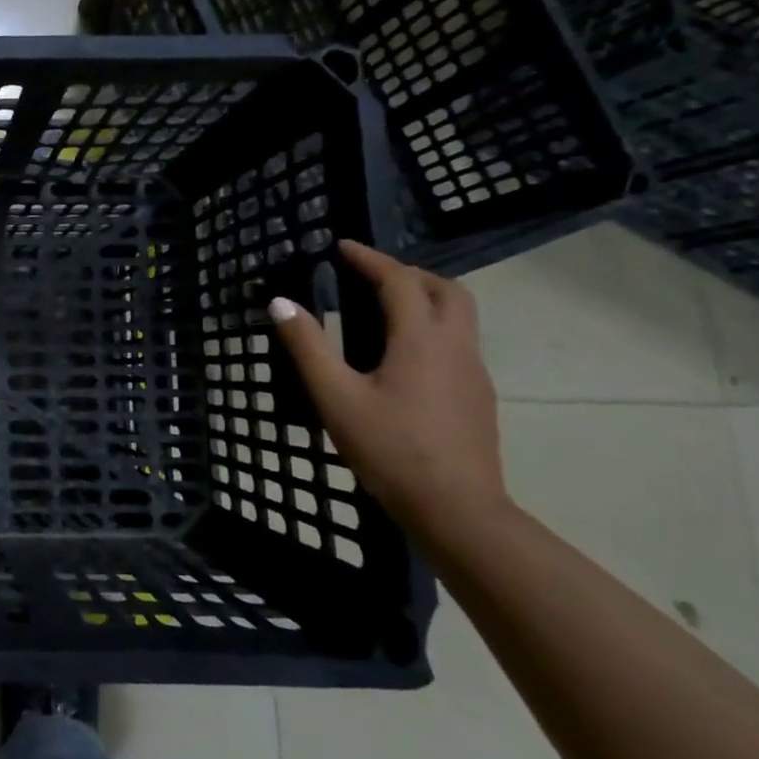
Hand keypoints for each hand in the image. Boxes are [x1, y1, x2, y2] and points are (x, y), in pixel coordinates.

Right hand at [269, 240, 507, 542]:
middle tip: (369, 276)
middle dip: (408, 273)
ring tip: (382, 310)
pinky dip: (431, 328)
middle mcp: (455, 347)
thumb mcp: (335, 396)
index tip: (341, 247)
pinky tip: (402, 357)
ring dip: (424, 299)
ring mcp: (474, 373)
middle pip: (446, 289)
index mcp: (420, 340)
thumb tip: (280, 303)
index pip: (399, 281)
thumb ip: (307, 346)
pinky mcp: (478, 397)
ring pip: (459, 316)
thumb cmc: (390, 449)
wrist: (458, 511)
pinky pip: (458, 343)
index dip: (370, 259)